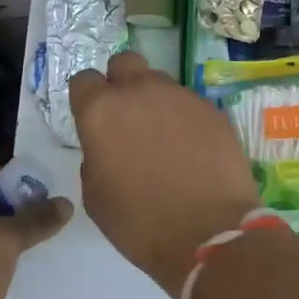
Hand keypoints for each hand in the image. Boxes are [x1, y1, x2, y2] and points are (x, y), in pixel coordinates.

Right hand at [69, 52, 260, 297]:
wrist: (208, 234)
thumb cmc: (139, 222)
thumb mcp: (95, 194)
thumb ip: (95, 155)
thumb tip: (109, 145)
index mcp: (101, 111)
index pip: (84, 80)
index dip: (87, 99)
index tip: (94, 120)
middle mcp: (140, 91)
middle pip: (125, 63)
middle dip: (122, 82)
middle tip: (128, 117)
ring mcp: (182, 97)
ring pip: (161, 82)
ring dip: (156, 102)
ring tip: (166, 139)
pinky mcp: (213, 111)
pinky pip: (191, 105)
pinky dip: (186, 120)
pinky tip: (194, 151)